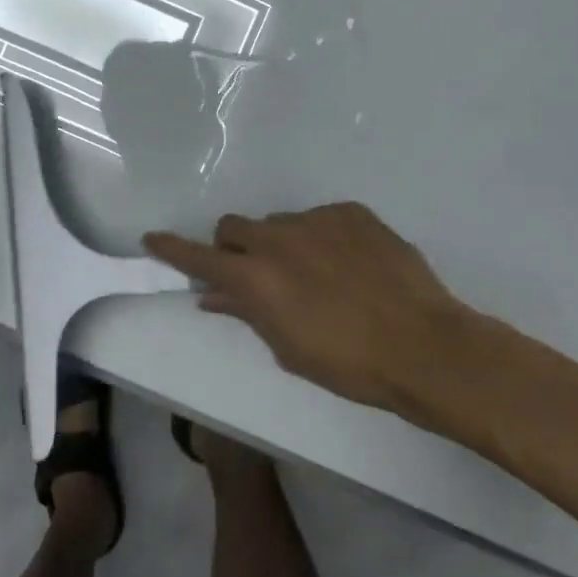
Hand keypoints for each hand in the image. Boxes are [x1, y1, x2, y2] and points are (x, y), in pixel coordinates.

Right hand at [144, 202, 480, 413]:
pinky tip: (350, 266)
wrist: (424, 345)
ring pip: (280, 223)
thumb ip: (246, 313)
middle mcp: (278, 238)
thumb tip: (213, 295)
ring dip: (282, 245)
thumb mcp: (288, 349)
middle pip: (235, 227)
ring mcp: (316, 219)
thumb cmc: (349, 364)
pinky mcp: (351, 212)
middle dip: (234, 247)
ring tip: (316, 276)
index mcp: (256, 276)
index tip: (153, 238)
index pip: (200, 257)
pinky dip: (322, 239)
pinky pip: (321, 219)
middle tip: (256, 275)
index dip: (172, 249)